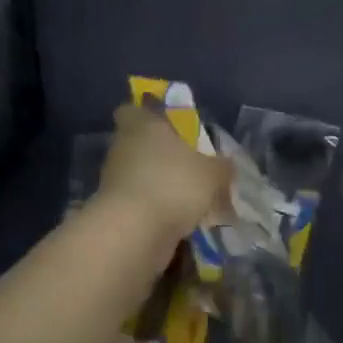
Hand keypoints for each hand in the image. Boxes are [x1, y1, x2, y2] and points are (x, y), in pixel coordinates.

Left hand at [98, 103, 231, 246]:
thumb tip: (227, 166)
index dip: (149, 117)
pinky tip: (184, 226)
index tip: (170, 128)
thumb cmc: (174, 184)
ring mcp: (115, 182)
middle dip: (164, 158)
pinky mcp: (116, 211)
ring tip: (195, 204)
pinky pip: (142, 206)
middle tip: (194, 171)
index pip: (133, 110)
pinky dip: (159, 214)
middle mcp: (123, 149)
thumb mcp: (213, 173)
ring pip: (142, 178)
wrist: (135, 232)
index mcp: (142, 126)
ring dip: (163, 189)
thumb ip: (222, 167)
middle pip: (141, 147)